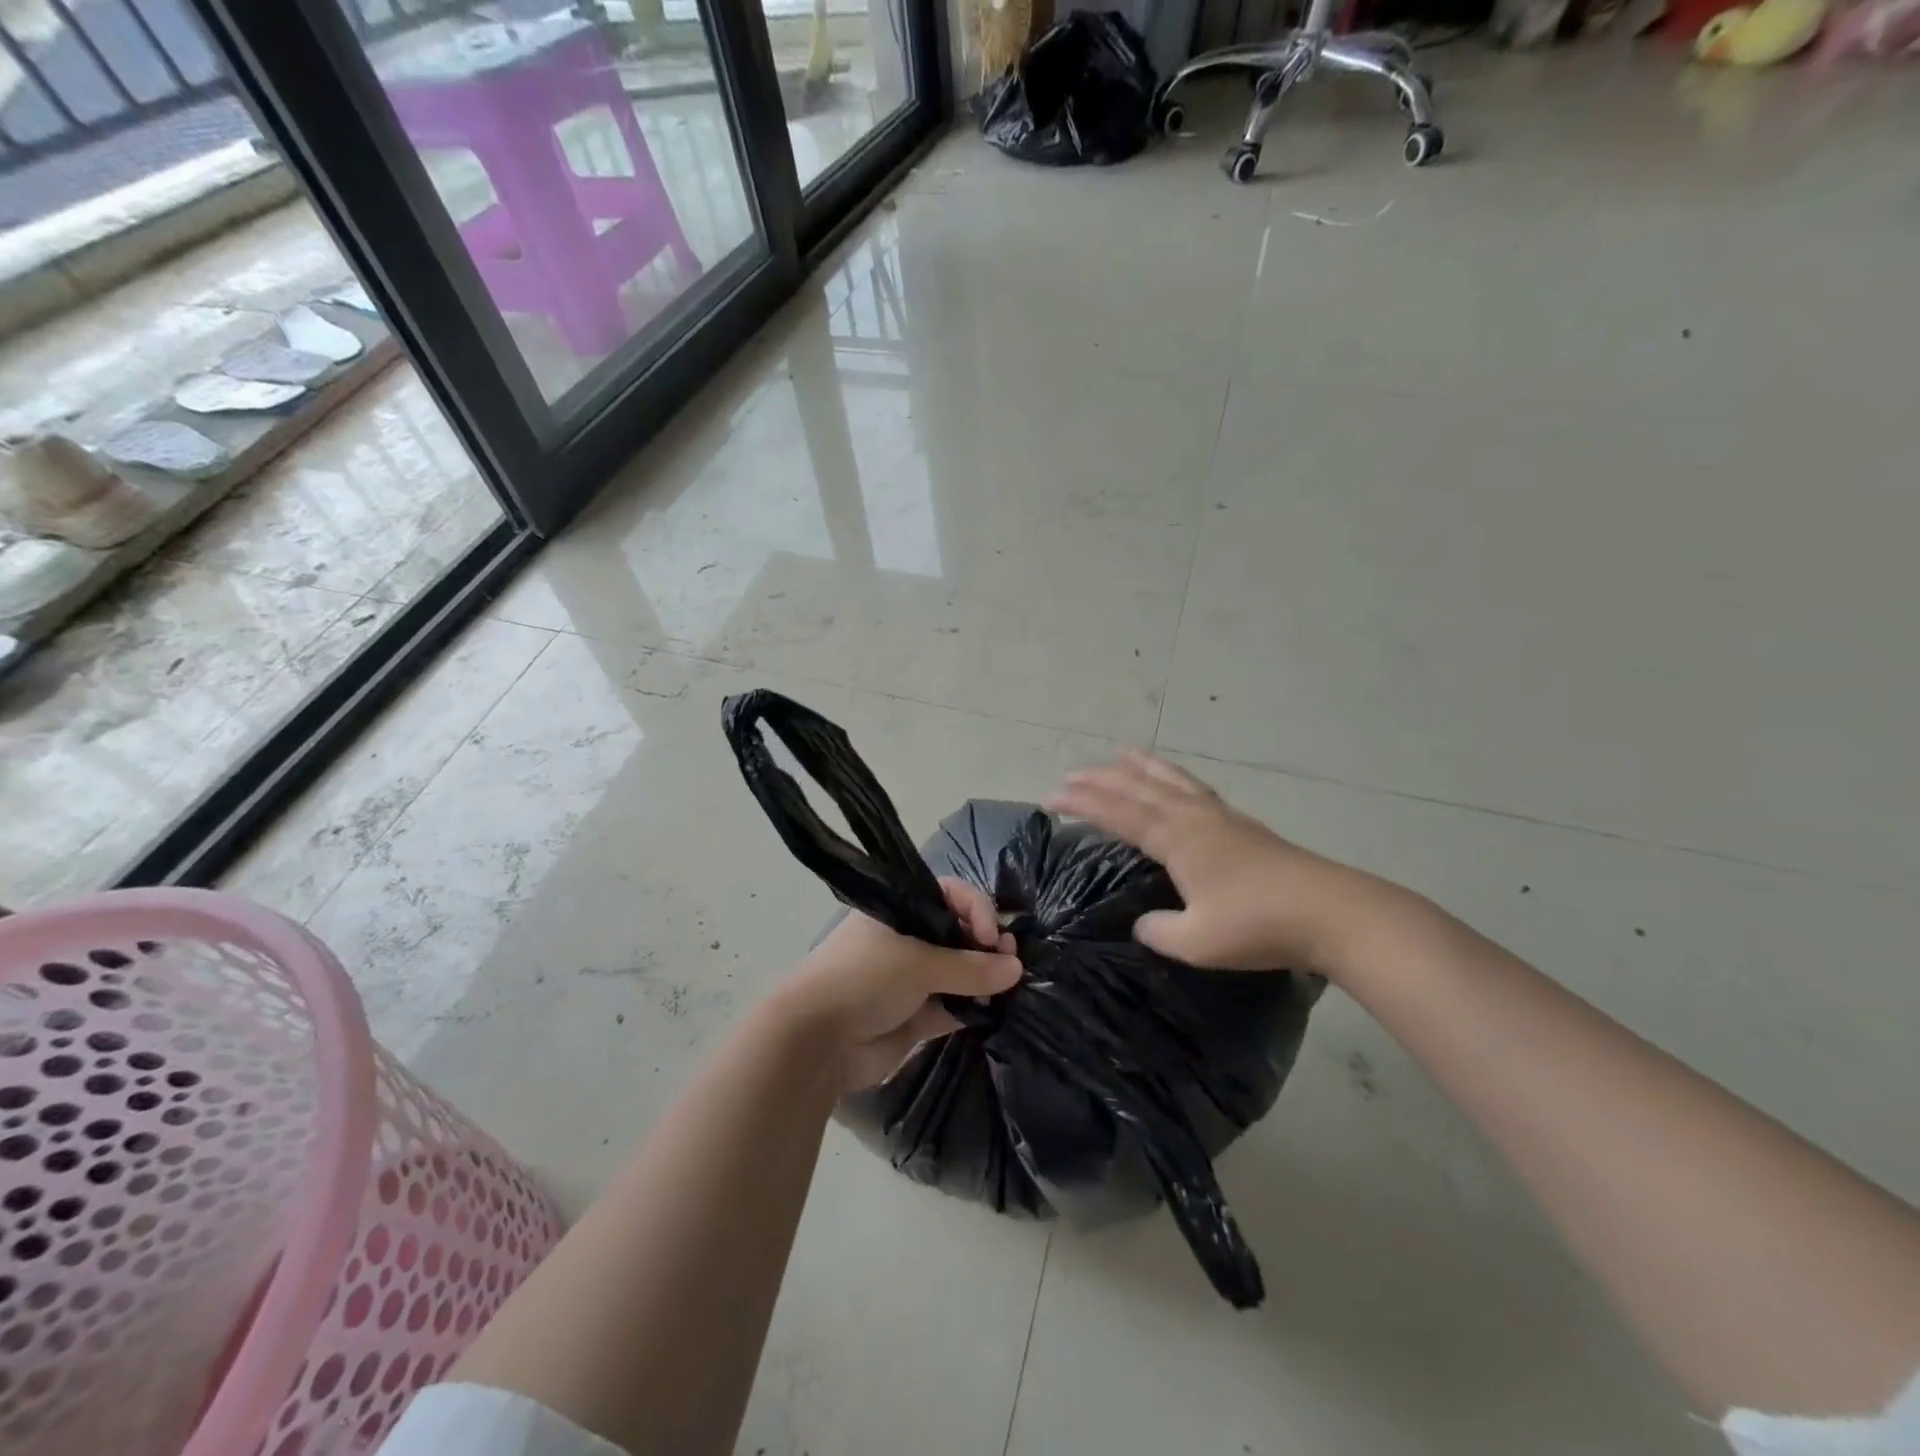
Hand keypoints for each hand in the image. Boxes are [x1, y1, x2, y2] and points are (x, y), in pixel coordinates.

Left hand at [777, 878, 1021, 1091]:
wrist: (817, 1041)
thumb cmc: (864, 979)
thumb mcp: (919, 964)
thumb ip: (970, 967)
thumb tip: (1016, 967)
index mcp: (900, 911)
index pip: (949, 895)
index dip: (977, 909)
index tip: (991, 936)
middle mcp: (907, 940)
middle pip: (957, 933)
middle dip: (985, 945)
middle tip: (1008, 960)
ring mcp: (911, 980)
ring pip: (958, 972)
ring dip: (983, 979)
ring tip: (1008, 986)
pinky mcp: (915, 1017)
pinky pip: (952, 1007)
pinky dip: (972, 1008)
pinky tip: (994, 1011)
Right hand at [1046, 749, 1385, 975]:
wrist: (1332, 912)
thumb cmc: (1258, 925)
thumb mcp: (1197, 942)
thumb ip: (1160, 931)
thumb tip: (1143, 923)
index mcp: (1176, 838)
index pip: (1117, 813)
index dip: (1081, 803)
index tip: (1050, 797)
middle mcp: (1193, 817)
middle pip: (1138, 787)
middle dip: (1100, 779)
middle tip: (1069, 776)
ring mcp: (1221, 817)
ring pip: (1170, 780)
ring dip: (1140, 766)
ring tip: (1121, 752)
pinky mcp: (1242, 826)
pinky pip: (1193, 788)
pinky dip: (1173, 778)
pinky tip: (1177, 786)